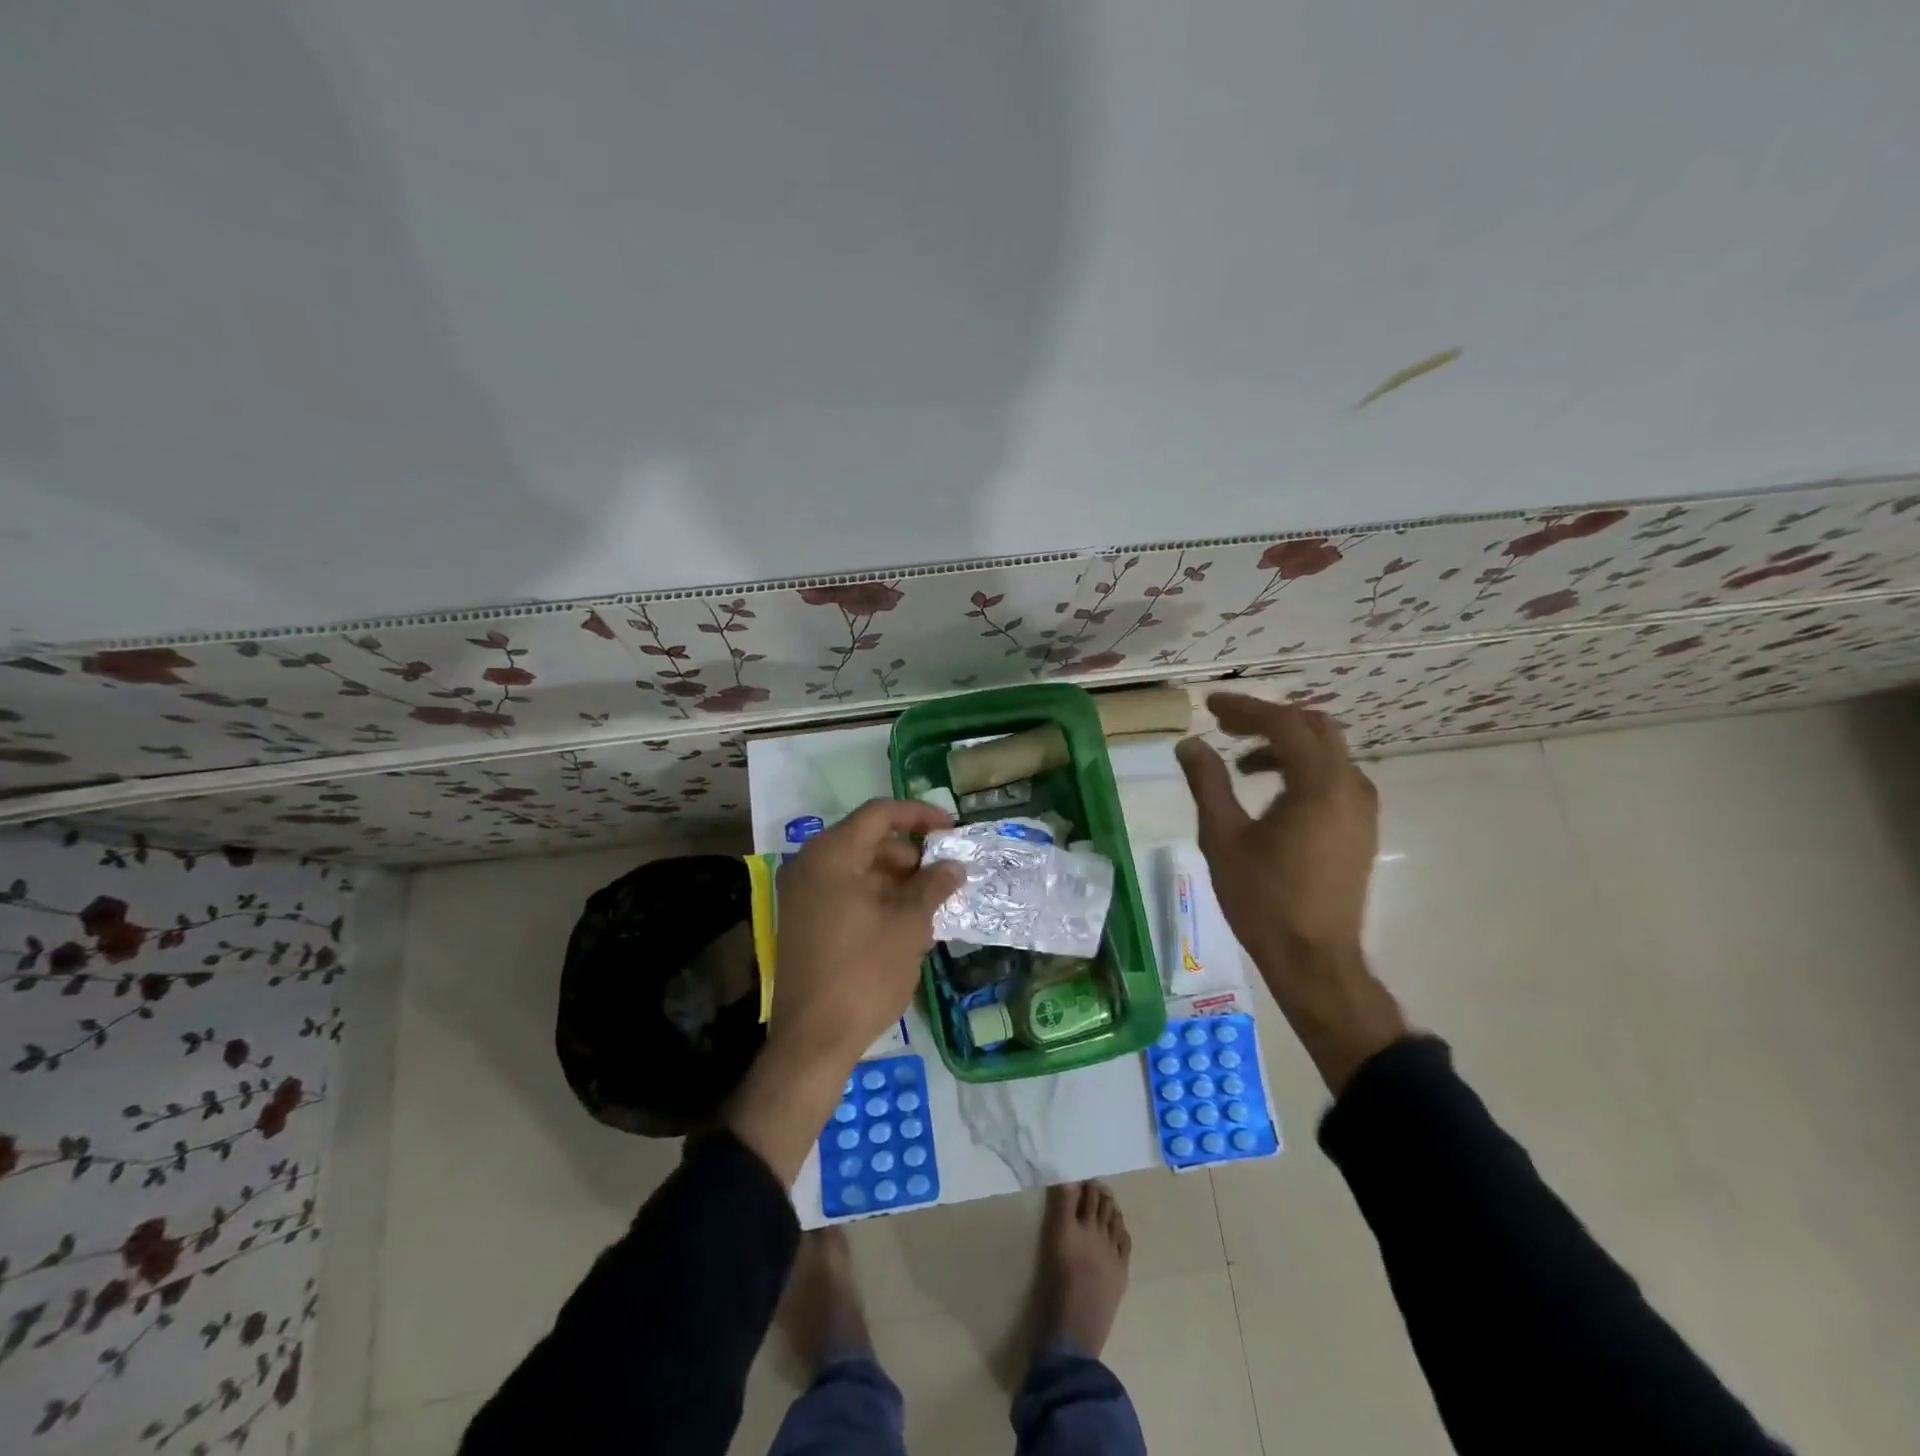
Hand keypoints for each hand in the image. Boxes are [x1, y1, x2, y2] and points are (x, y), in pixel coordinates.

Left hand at [770, 799, 965, 1066]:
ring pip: (857, 868)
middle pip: (867, 840)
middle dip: (909, 854)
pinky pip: (844, 892)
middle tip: (942, 877)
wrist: (813, 1039)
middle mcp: (810, 865)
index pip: (880, 814)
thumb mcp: (909, 926)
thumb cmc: (864, 973)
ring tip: (928, 904)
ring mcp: (802, 894)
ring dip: (895, 879)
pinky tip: (903, 922)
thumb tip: (953, 866)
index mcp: (832, 855)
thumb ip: (932, 886)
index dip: (919, 815)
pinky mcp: (803, 921)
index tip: (951, 830)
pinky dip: (875, 897)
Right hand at [1176, 694, 1406, 1091]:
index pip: (1283, 725)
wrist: (1314, 958)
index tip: (1209, 705)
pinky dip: (1301, 767)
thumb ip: (1207, 783)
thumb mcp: (1223, 838)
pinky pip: (1334, 776)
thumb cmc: (1263, 899)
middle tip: (1226, 725)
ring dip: (1285, 744)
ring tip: (1242, 761)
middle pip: (1314, 728)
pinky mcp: (1361, 827)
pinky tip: (1271, 790)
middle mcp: (1350, 786)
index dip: (1244, 709)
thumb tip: (1189, 744)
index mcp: (1319, 785)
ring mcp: (1362, 808)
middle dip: (1268, 719)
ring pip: (1327, 752)